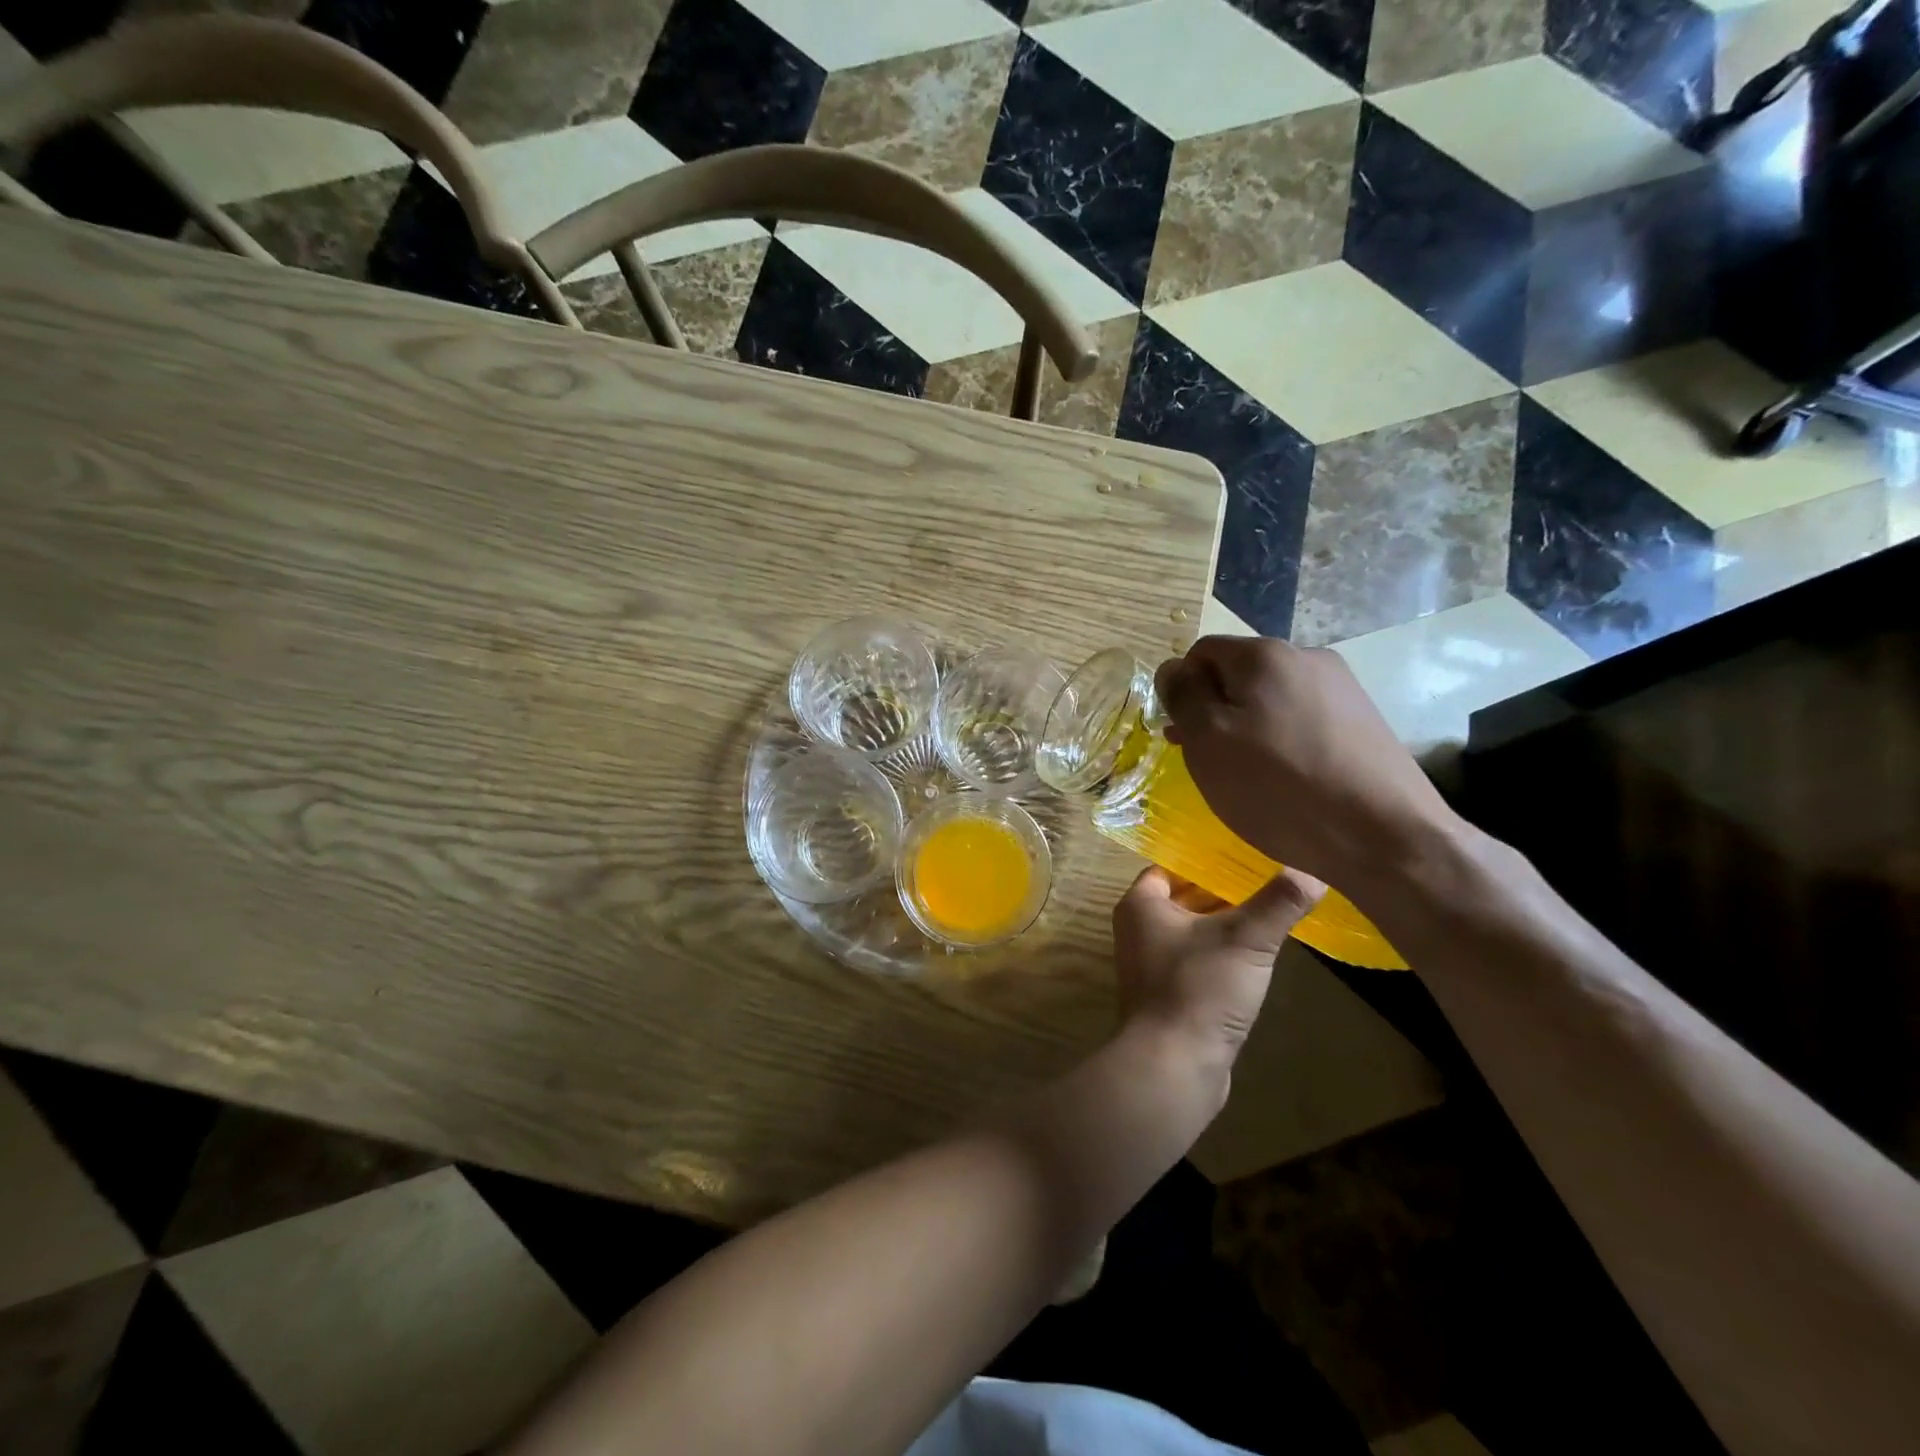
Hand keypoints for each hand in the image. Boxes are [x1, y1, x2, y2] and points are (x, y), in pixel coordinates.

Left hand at [1112, 866, 1325, 1059]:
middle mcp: (1138, 929)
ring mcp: (1150, 964)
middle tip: (1268, 878)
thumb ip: (1278, 903)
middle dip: (1223, 891)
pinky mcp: (1168, 994)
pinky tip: (1257, 955)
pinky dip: (1222, 953)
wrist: (1175, 1066)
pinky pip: (1196, 960)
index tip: (1246, 853)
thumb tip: (1313, 872)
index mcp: (1141, 905)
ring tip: (1271, 910)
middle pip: (1184, 897)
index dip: (1207, 859)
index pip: (1172, 866)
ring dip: (1226, 923)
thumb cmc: (1200, 989)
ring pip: (1193, 930)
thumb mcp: (1246, 939)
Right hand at [1154, 636, 1459, 884]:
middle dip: (1216, 711)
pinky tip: (1287, 780)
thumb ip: (1183, 696)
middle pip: (1239, 674)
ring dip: (1248, 728)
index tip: (1183, 736)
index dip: (1183, 691)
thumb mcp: (1208, 741)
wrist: (1386, 837)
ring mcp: (1342, 687)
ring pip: (1272, 699)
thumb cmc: (1279, 788)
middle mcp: (1306, 657)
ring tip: (1247, 776)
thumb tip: (1172, 668)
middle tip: (1209, 762)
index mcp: (1264, 655)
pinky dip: (1283, 742)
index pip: (1201, 653)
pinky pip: (1303, 719)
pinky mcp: (1364, 720)